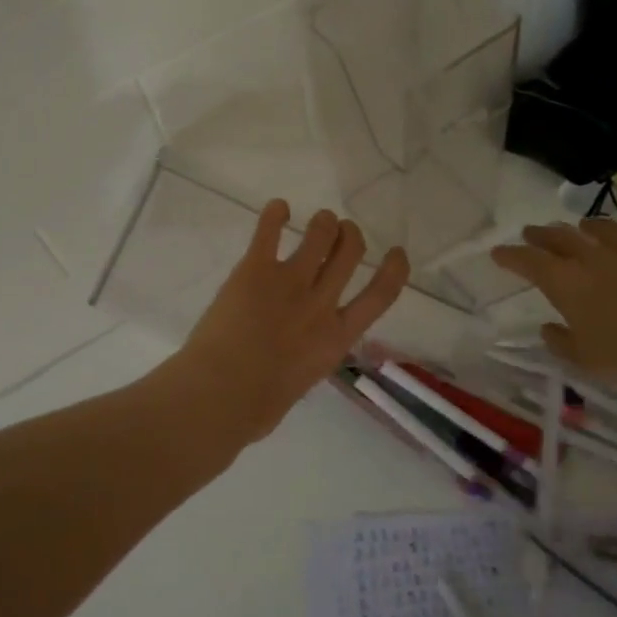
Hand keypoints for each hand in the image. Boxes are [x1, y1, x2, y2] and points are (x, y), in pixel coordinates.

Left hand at [157, 201, 409, 444]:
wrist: (220, 395)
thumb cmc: (256, 407)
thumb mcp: (300, 385)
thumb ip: (306, 360)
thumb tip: (296, 359)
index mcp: (336, 338)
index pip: (379, 296)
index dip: (393, 270)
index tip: (396, 252)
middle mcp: (320, 304)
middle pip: (349, 254)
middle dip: (350, 235)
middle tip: (342, 231)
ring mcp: (289, 282)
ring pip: (319, 235)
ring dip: (323, 222)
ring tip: (318, 220)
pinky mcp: (255, 270)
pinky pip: (269, 231)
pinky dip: (275, 213)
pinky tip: (278, 208)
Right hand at [490, 217, 616, 399]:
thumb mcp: (586, 360)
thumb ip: (562, 341)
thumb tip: (549, 328)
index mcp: (567, 284)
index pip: (529, 261)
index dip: (512, 255)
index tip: (499, 252)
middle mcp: (595, 261)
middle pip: (562, 238)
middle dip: (543, 234)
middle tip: (532, 232)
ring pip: (603, 231)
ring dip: (587, 228)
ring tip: (582, 227)